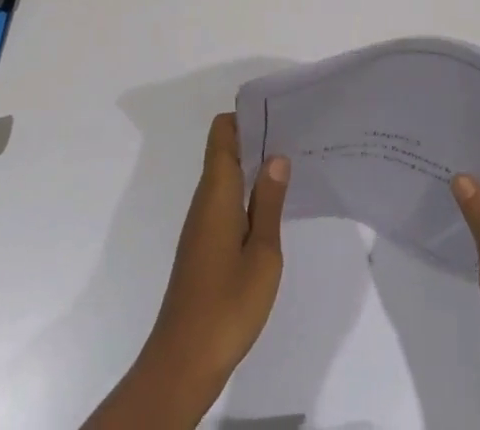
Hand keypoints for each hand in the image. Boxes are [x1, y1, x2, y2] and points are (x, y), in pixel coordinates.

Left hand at [81, 113, 290, 429]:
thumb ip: (269, 202)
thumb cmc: (227, 305)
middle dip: (257, 139)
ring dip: (254, 168)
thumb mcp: (263, 254)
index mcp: (217, 192)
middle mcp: (205, 199)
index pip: (222, 132)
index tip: (278, 116)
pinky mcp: (203, 246)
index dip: (246, 117)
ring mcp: (202, 224)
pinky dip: (247, 194)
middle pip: (225, 149)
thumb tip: (276, 155)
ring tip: (291, 169)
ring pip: (226, 176)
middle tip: (295, 139)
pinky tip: (272, 209)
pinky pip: (225, 200)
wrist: (183, 364)